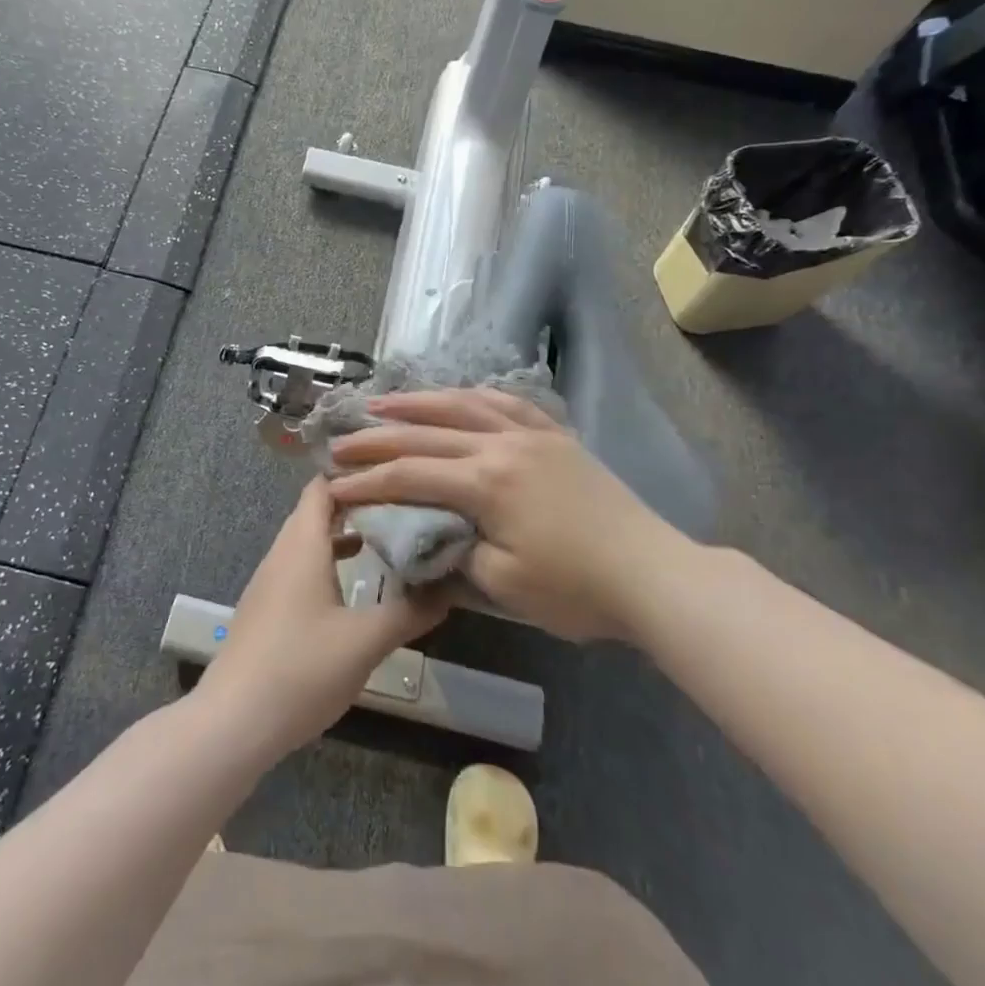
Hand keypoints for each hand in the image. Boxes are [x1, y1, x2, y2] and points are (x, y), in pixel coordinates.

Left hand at [195, 478, 450, 762]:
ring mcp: (270, 582)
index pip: (323, 486)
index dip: (356, 476)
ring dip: (343, 535)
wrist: (233, 722)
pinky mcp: (267, 609)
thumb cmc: (300, 669)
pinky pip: (301, 568)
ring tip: (386, 539)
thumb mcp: (365, 641)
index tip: (396, 475)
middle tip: (403, 505)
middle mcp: (282, 553)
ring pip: (309, 541)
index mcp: (302, 545)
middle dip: (357, 504)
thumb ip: (410, 611)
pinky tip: (353, 587)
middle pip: (316, 511)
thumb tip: (451, 587)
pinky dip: (329, 563)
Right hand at [329, 389, 695, 641]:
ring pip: (464, 405)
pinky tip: (458, 396)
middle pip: (427, 433)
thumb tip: (426, 533)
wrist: (651, 574)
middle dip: (378, 438)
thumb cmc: (575, 589)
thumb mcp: (502, 584)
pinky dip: (474, 396)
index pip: (410, 474)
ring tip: (383, 401)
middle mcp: (503, 445)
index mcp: (486, 482)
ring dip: (418, 402)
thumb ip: (454, 551)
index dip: (367, 481)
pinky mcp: (556, 436)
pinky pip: (509, 403)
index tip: (333, 486)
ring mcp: (532, 435)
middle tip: (341, 441)